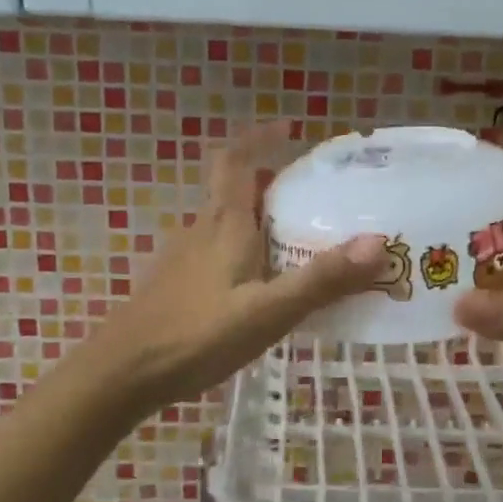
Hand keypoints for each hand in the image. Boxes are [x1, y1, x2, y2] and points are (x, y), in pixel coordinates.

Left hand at [83, 122, 385, 413]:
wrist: (123, 373)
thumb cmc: (198, 335)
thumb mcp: (269, 311)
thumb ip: (322, 280)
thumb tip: (379, 242)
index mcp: (224, 224)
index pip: (236, 160)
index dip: (259, 137)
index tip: (289, 128)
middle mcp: (201, 230)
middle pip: (234, 190)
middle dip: (270, 182)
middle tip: (313, 197)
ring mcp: (183, 257)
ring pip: (225, 223)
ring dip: (258, 219)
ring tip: (297, 242)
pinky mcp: (175, 284)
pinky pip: (216, 251)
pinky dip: (243, 251)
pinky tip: (259, 286)